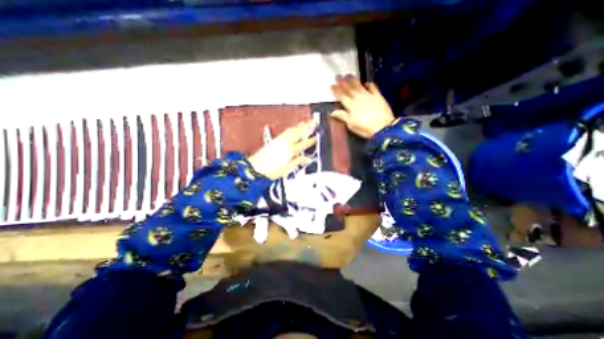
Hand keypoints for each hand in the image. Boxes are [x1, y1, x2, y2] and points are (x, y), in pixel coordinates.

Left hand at [248, 121, 316, 179]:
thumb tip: (307, 158)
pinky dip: (292, 128)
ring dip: (300, 126)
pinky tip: (295, 127)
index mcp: (289, 151)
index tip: (317, 136)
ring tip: (307, 122)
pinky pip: (286, 131)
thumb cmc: (271, 171)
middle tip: (315, 122)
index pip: (303, 144)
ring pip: (292, 131)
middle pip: (298, 133)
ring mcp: (280, 140)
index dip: (311, 140)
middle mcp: (285, 143)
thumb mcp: (286, 170)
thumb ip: (297, 162)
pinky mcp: (275, 140)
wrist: (255, 168)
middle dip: (307, 127)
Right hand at [330, 74, 396, 136]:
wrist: (383, 127)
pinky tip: (367, 82)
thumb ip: (342, 116)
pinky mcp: (378, 97)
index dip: (336, 90)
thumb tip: (332, 112)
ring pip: (359, 86)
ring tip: (349, 75)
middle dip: (343, 82)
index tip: (332, 84)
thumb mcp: (351, 124)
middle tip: (338, 76)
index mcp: (351, 106)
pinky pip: (373, 88)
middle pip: (349, 89)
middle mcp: (358, 99)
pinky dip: (369, 84)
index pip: (342, 96)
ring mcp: (369, 96)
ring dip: (353, 81)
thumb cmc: (364, 128)